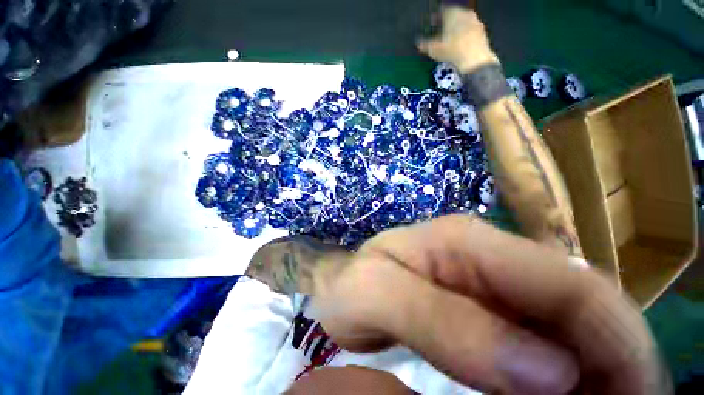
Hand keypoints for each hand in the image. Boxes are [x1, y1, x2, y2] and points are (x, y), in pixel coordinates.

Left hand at [312, 215, 667, 394]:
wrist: (344, 278)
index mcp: (466, 241)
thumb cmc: (353, 283)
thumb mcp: (377, 293)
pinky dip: (568, 368)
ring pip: (568, 319)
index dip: (619, 342)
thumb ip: (442, 321)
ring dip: (598, 366)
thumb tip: (548, 371)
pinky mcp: (484, 295)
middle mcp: (487, 251)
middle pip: (578, 300)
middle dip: (616, 357)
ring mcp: (488, 272)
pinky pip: (543, 331)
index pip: (567, 284)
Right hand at [418, 6, 498, 72]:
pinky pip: (470, 31)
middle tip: (440, 31)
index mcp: (452, 13)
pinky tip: (459, 45)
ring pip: (462, 22)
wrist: (474, 60)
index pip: (442, 10)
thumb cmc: (452, 50)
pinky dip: (464, 36)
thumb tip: (417, 43)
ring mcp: (475, 22)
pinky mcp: (482, 32)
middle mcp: (465, 13)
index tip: (431, 23)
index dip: (435, 17)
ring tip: (449, 39)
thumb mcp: (434, 49)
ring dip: (456, 29)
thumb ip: (424, 45)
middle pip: (454, 15)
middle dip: (446, 23)